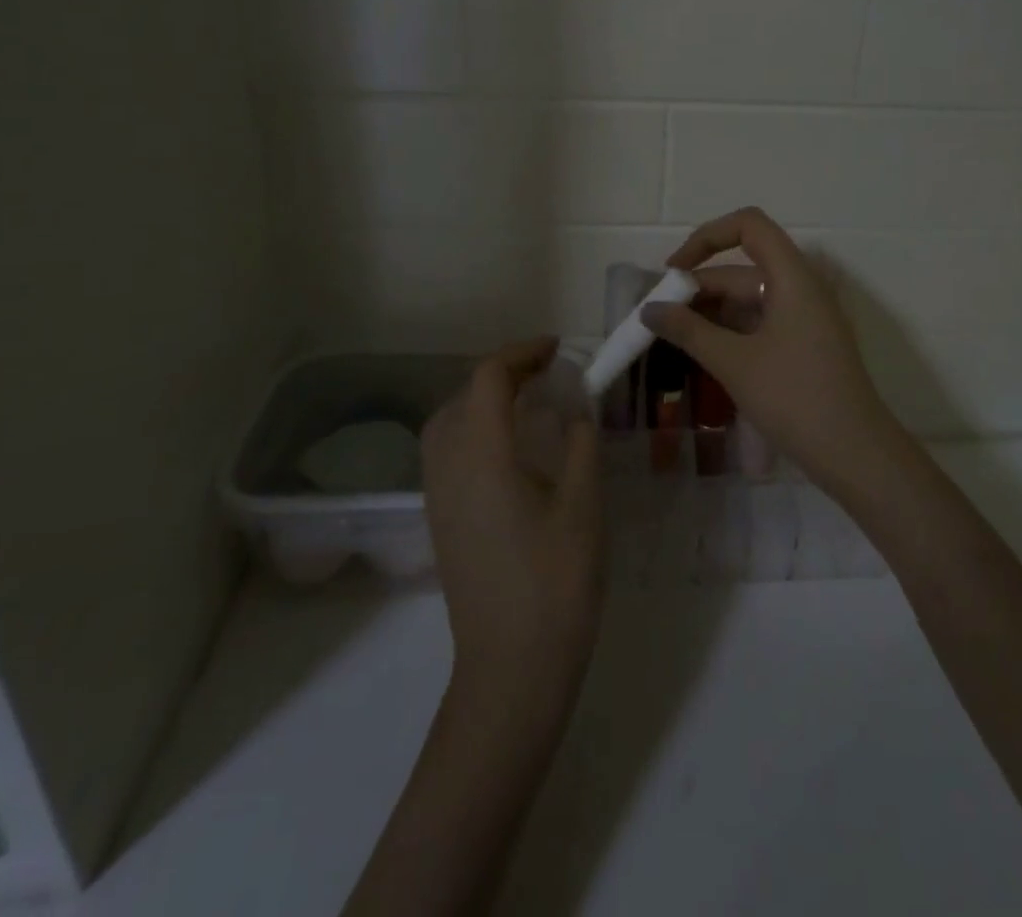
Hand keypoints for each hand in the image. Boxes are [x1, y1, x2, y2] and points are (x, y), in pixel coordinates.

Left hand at [420, 338, 603, 710]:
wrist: (511, 670)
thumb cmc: (555, 584)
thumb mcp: (584, 506)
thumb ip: (581, 444)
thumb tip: (578, 406)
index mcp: (482, 455)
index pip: (488, 377)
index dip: (522, 352)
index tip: (559, 350)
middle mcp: (448, 466)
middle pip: (462, 394)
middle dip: (503, 373)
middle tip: (549, 375)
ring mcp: (438, 496)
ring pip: (448, 422)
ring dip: (484, 399)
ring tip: (530, 404)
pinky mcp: (440, 519)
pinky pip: (447, 451)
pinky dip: (474, 429)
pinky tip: (510, 449)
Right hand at [642, 207, 912, 496]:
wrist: (855, 453)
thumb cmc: (794, 397)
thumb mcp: (734, 362)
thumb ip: (688, 331)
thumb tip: (649, 310)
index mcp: (792, 276)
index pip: (748, 226)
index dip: (706, 238)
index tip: (673, 272)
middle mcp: (802, 287)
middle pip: (743, 269)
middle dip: (698, 288)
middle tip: (657, 317)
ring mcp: (806, 317)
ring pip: (750, 299)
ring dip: (711, 313)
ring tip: (672, 338)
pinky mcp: (805, 344)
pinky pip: (761, 323)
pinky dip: (731, 332)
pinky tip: (703, 353)